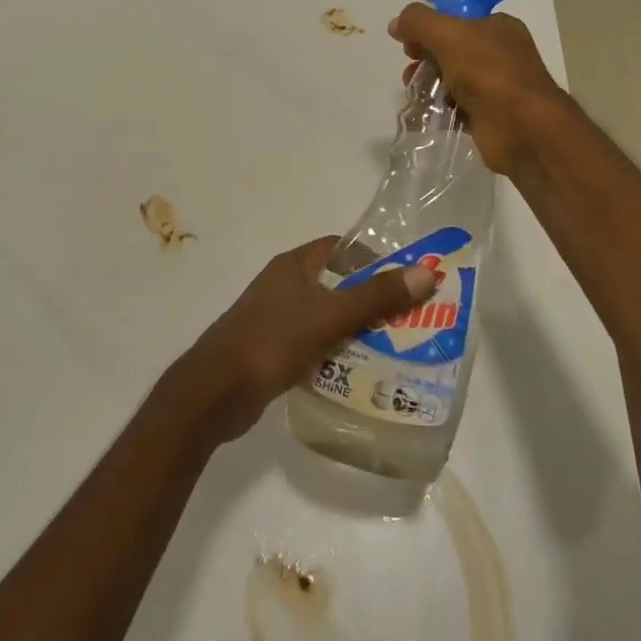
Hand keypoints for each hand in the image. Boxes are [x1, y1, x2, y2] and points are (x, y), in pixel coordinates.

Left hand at [178, 238, 437, 441]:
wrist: (215, 392)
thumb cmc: (271, 342)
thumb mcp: (329, 316)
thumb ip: (376, 296)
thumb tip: (426, 273)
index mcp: (293, 266)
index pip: (341, 248)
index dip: (373, 258)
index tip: (406, 280)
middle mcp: (284, 286)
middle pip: (337, 284)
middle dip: (371, 300)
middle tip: (410, 320)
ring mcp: (276, 319)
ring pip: (326, 318)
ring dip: (355, 330)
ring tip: (395, 349)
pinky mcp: (273, 350)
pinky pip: (313, 344)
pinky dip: (335, 353)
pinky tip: (359, 373)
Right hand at [390, 3, 570, 174]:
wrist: (522, 128)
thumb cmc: (489, 72)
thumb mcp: (449, 35)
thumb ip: (419, 22)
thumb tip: (396, 24)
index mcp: (498, 27)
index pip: (457, 20)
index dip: (430, 28)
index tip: (407, 43)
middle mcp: (500, 54)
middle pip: (452, 50)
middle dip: (425, 59)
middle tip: (410, 72)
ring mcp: (496, 87)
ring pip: (452, 80)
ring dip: (429, 85)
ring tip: (414, 95)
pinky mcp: (488, 116)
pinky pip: (456, 108)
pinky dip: (439, 109)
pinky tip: (423, 115)